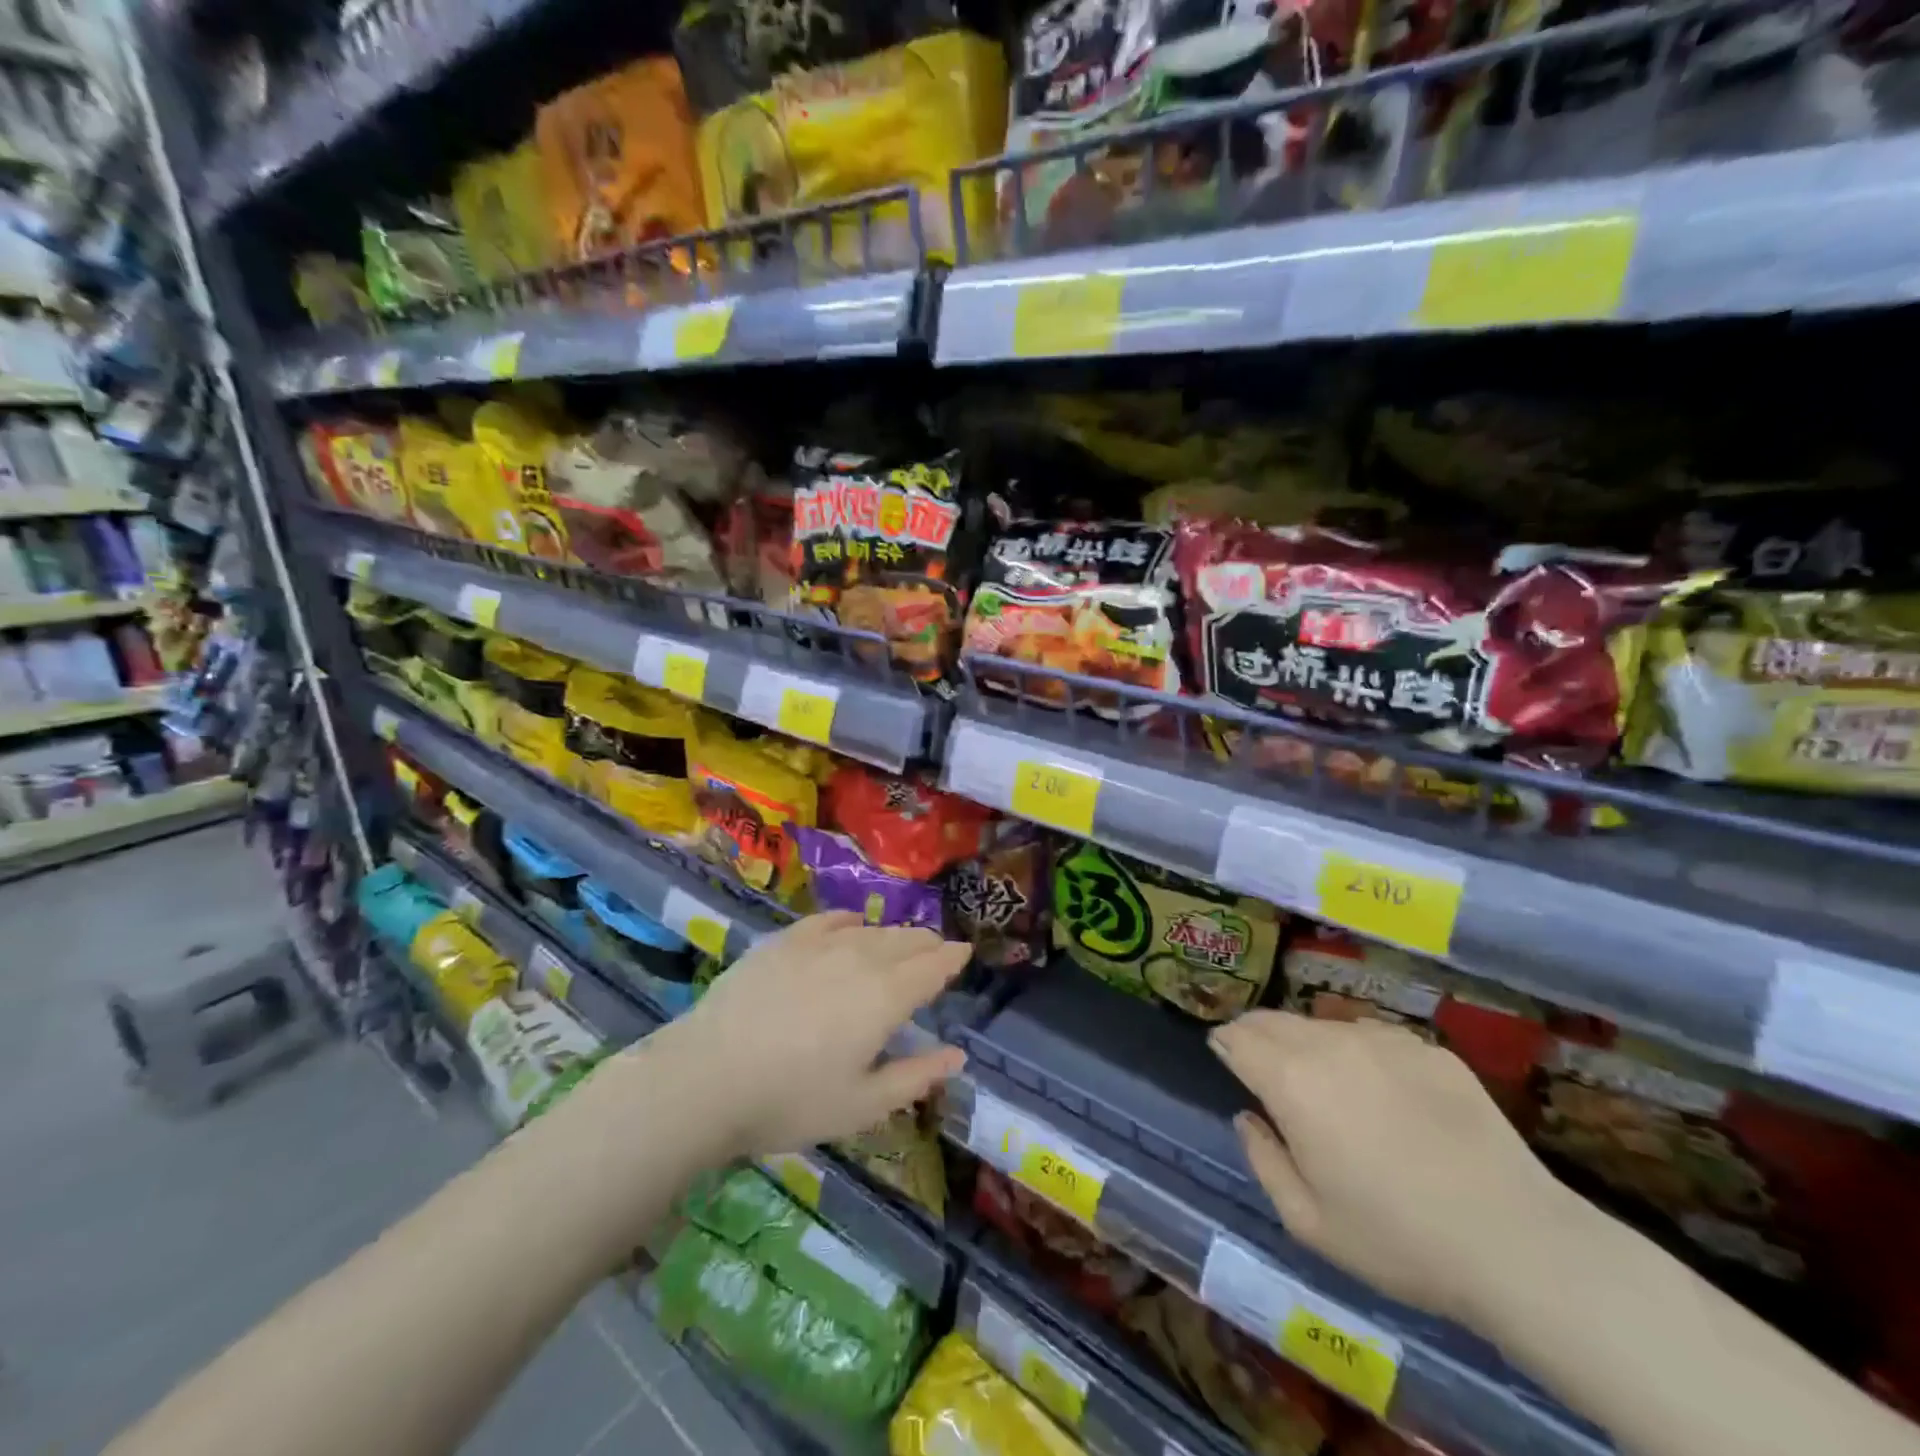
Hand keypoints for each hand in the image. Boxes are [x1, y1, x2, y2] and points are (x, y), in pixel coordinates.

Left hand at [657, 913, 968, 1158]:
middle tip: (937, 950)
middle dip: (927, 943)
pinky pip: (828, 920)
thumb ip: (915, 1077)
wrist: (706, 1077)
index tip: (965, 952)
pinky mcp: (784, 941)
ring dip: (894, 934)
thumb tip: (957, 1055)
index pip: (932, 967)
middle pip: (905, 941)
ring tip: (901, 941)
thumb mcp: (862, 1106)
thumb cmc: (790, 1100)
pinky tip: (852, 924)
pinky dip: (849, 921)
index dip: (952, 958)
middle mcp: (860, 958)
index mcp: (886, 997)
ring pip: (871, 929)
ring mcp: (819, 944)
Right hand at [1211, 1010, 1572, 1327]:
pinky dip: (1357, 1053)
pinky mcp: (1428, 1048)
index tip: (1225, 1058)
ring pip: (1322, 1024)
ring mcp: (1383, 1040)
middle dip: (1256, 1035)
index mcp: (1292, 1079)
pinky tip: (1382, 1095)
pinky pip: (1372, 1038)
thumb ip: (1263, 1159)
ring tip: (1324, 1083)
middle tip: (1260, 1065)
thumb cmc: (1398, 1239)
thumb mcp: (1308, 1222)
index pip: (1237, 1036)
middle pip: (1273, 1019)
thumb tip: (1249, 1117)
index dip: (1224, 1044)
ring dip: (1306, 1043)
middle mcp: (1330, 1043)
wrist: (1518, 1242)